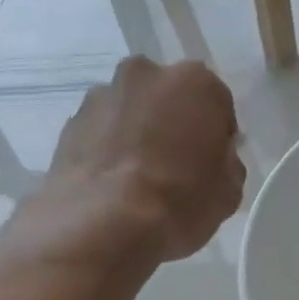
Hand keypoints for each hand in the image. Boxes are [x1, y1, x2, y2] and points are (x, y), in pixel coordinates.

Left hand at [32, 57, 245, 263]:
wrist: (103, 225)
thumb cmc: (179, 202)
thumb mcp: (228, 192)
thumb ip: (227, 163)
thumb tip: (215, 158)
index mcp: (195, 82)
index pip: (216, 104)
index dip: (216, 136)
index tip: (210, 164)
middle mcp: (146, 74)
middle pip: (168, 98)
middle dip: (172, 124)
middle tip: (174, 167)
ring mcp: (102, 95)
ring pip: (130, 111)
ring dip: (136, 134)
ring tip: (137, 180)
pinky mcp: (70, 122)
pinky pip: (100, 132)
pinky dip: (107, 150)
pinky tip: (111, 185)